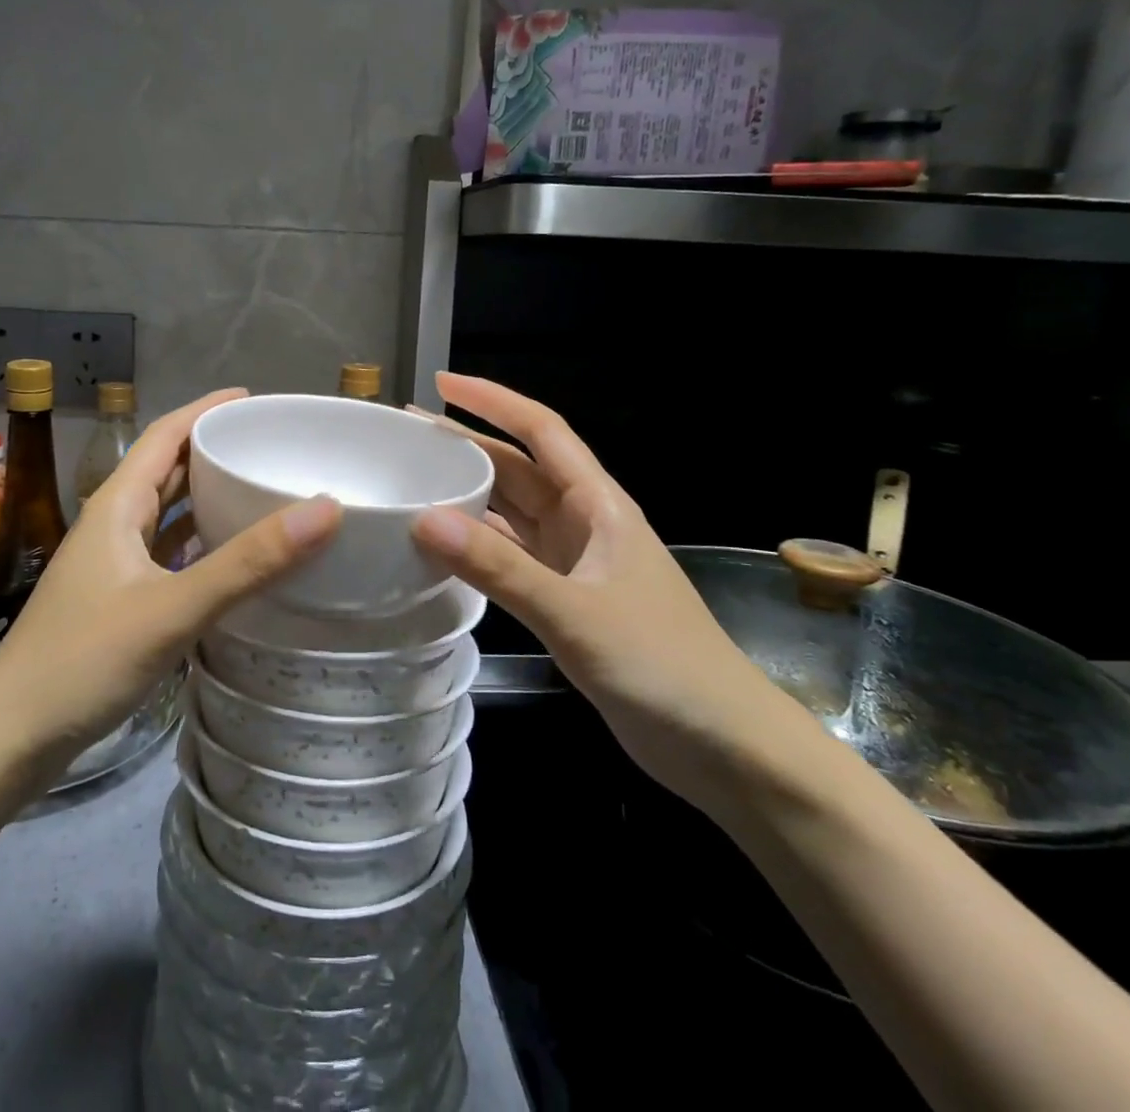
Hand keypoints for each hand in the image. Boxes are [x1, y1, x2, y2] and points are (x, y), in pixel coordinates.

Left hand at [0, 388, 341, 778]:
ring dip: (206, 498)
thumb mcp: (172, 608)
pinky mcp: (116, 601)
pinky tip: (230, 559)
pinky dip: (199, 545)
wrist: (10, 738)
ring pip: (166, 514)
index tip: (254, 400)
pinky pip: (166, 555)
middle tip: (269, 447)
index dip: (205, 410)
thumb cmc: (85, 661)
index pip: (164, 435)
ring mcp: (111, 565)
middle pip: (166, 470)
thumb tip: (325, 508)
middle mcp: (112, 525)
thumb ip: (247, 562)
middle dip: (213, 451)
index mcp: (116, 506)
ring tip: (260, 492)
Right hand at [409, 372, 816, 813]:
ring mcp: (576, 564)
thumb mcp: (575, 613)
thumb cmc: (662, 665)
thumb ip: (500, 568)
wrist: (722, 745)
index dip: (493, 401)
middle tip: (407, 437)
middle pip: (519, 469)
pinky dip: (477, 548)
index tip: (442, 382)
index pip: (542, 432)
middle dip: (468, 445)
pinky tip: (442, 548)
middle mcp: (585, 524)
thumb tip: (425, 520)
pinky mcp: (567, 601)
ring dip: (469, 496)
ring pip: (512, 514)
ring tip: (414, 483)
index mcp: (599, 505)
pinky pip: (511, 558)